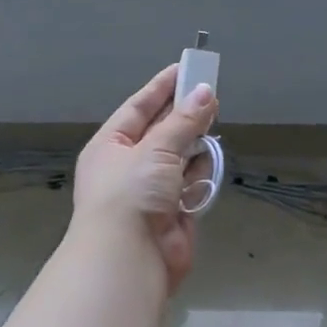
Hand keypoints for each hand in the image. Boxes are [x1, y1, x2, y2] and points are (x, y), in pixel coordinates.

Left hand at [73, 64, 218, 292]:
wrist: (129, 257)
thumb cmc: (131, 193)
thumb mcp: (155, 150)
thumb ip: (183, 122)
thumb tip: (206, 93)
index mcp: (110, 146)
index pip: (137, 108)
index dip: (161, 88)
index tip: (185, 69)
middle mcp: (129, 166)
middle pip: (160, 132)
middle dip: (183, 114)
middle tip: (211, 92)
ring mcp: (152, 191)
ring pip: (179, 158)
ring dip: (195, 142)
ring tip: (215, 119)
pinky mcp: (174, 212)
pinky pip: (191, 184)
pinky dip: (201, 172)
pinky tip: (213, 156)